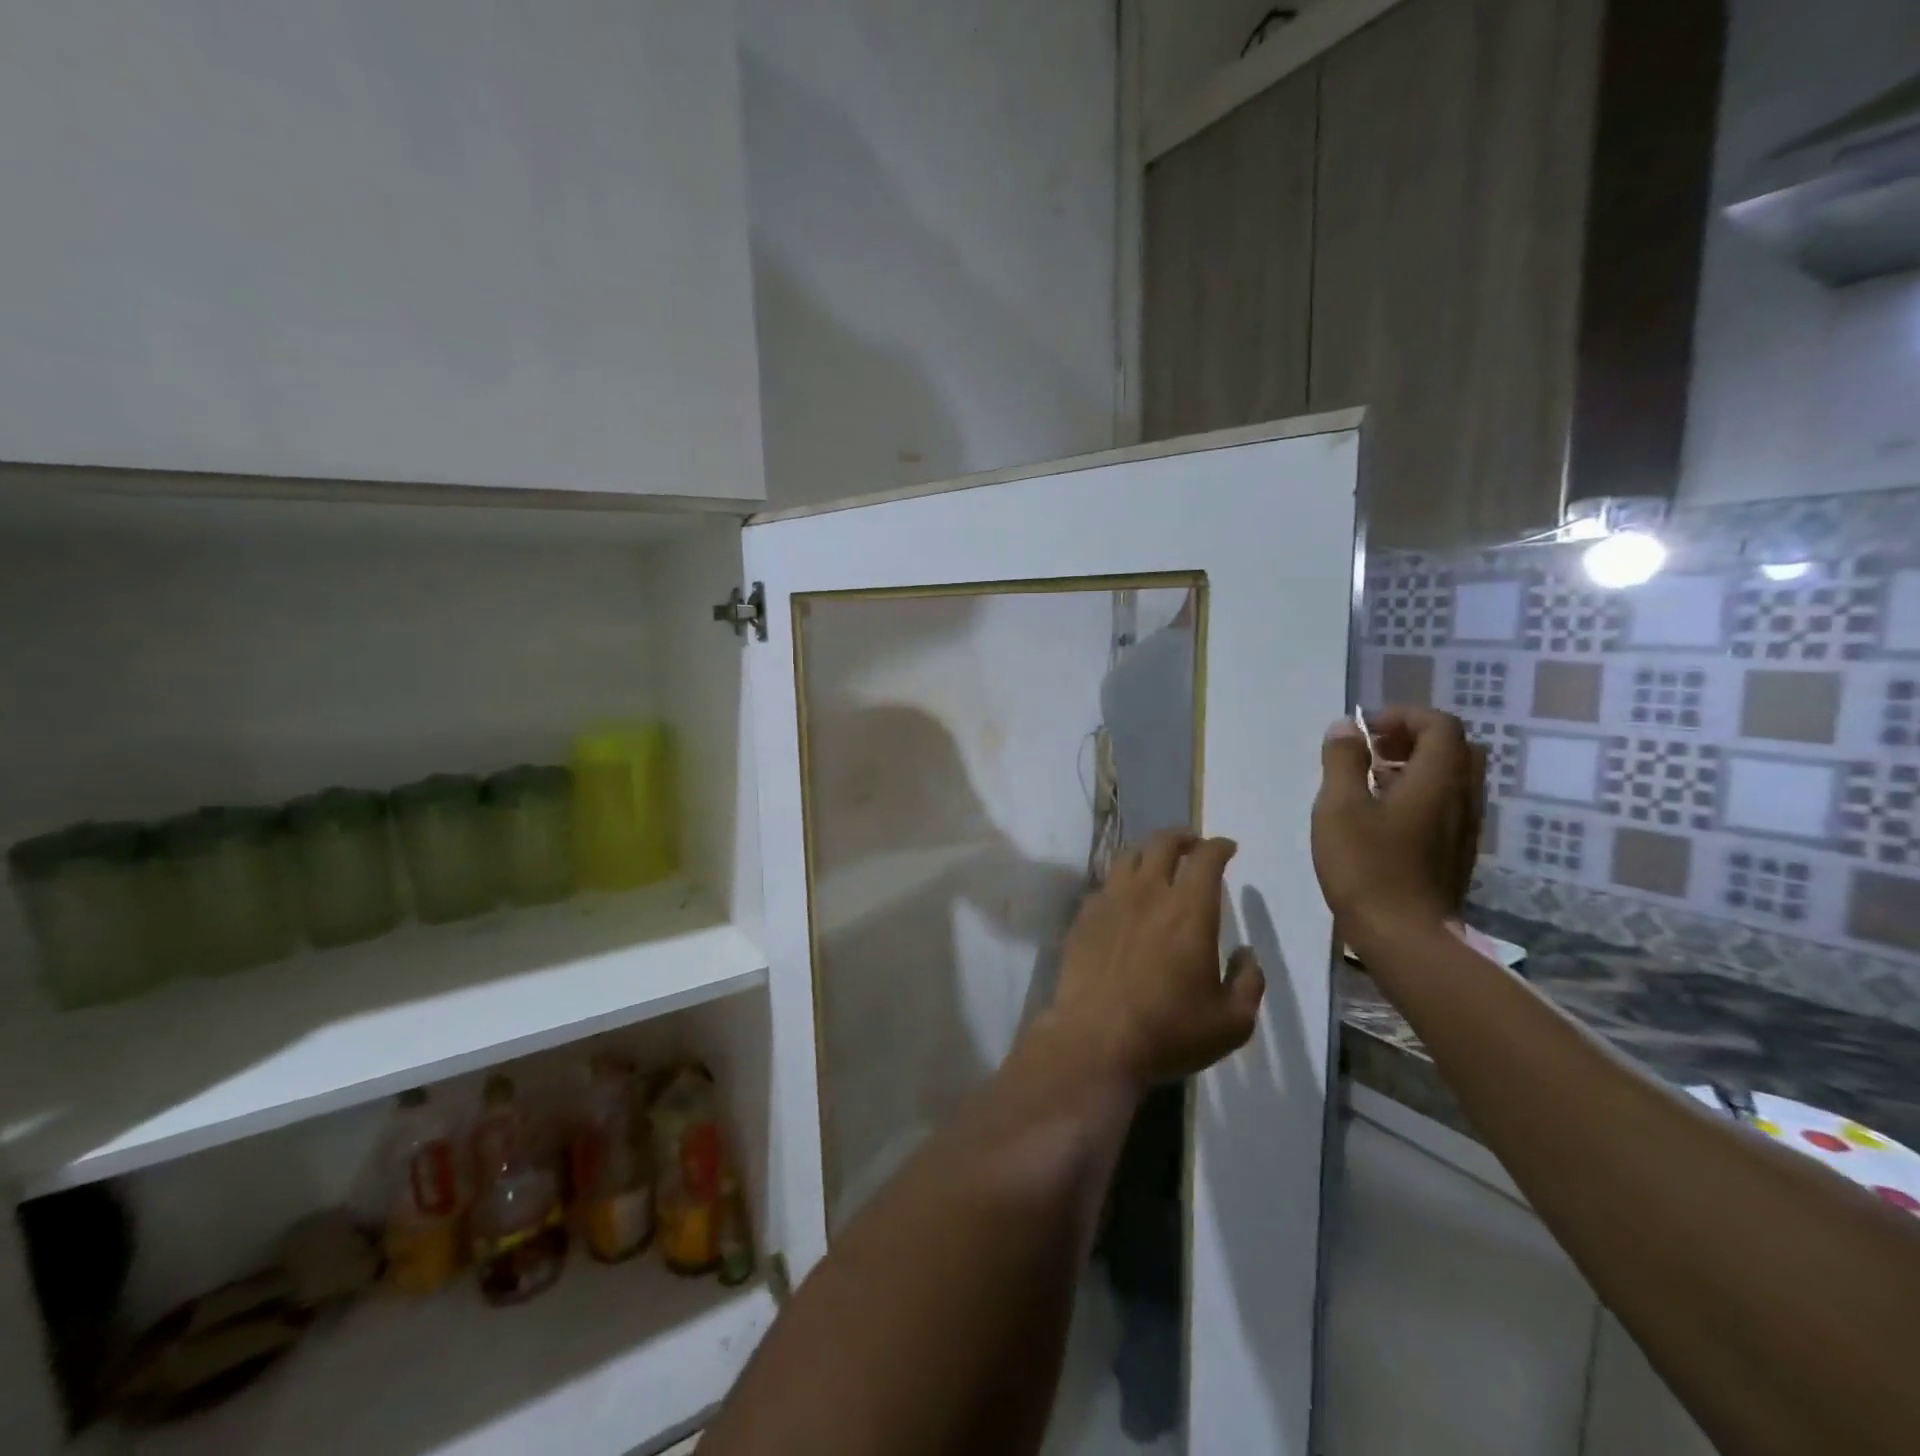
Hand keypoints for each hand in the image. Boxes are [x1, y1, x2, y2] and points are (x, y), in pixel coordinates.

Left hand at [1045, 831, 1264, 1088]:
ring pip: (1128, 858)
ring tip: (1156, 865)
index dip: (1219, 847)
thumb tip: (1246, 955)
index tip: (1227, 848)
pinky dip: (1119, 883)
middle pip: (1163, 843)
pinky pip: (1103, 885)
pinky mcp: (1083, 917)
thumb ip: (1248, 983)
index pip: (1207, 859)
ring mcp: (1110, 901)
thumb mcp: (1231, 1022)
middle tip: (1192, 845)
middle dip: (1182, 837)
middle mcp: (1148, 893)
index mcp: (1189, 910)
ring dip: (1147, 854)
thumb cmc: (1169, 1031)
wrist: (1096, 1040)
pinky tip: (1123, 900)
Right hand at [1311, 708, 1484, 951]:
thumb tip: (1346, 727)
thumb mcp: (1339, 806)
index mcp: (1438, 779)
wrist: (1405, 937)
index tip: (1365, 729)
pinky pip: (1446, 806)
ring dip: (1416, 766)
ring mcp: (1463, 829)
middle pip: (1455, 748)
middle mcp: (1462, 798)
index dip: (1404, 716)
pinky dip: (1419, 794)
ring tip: (1370, 780)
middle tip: (1373, 748)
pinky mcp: (1455, 854)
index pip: (1440, 725)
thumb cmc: (1367, 866)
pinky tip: (1382, 817)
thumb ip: (1342, 760)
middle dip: (1414, 737)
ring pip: (1452, 779)